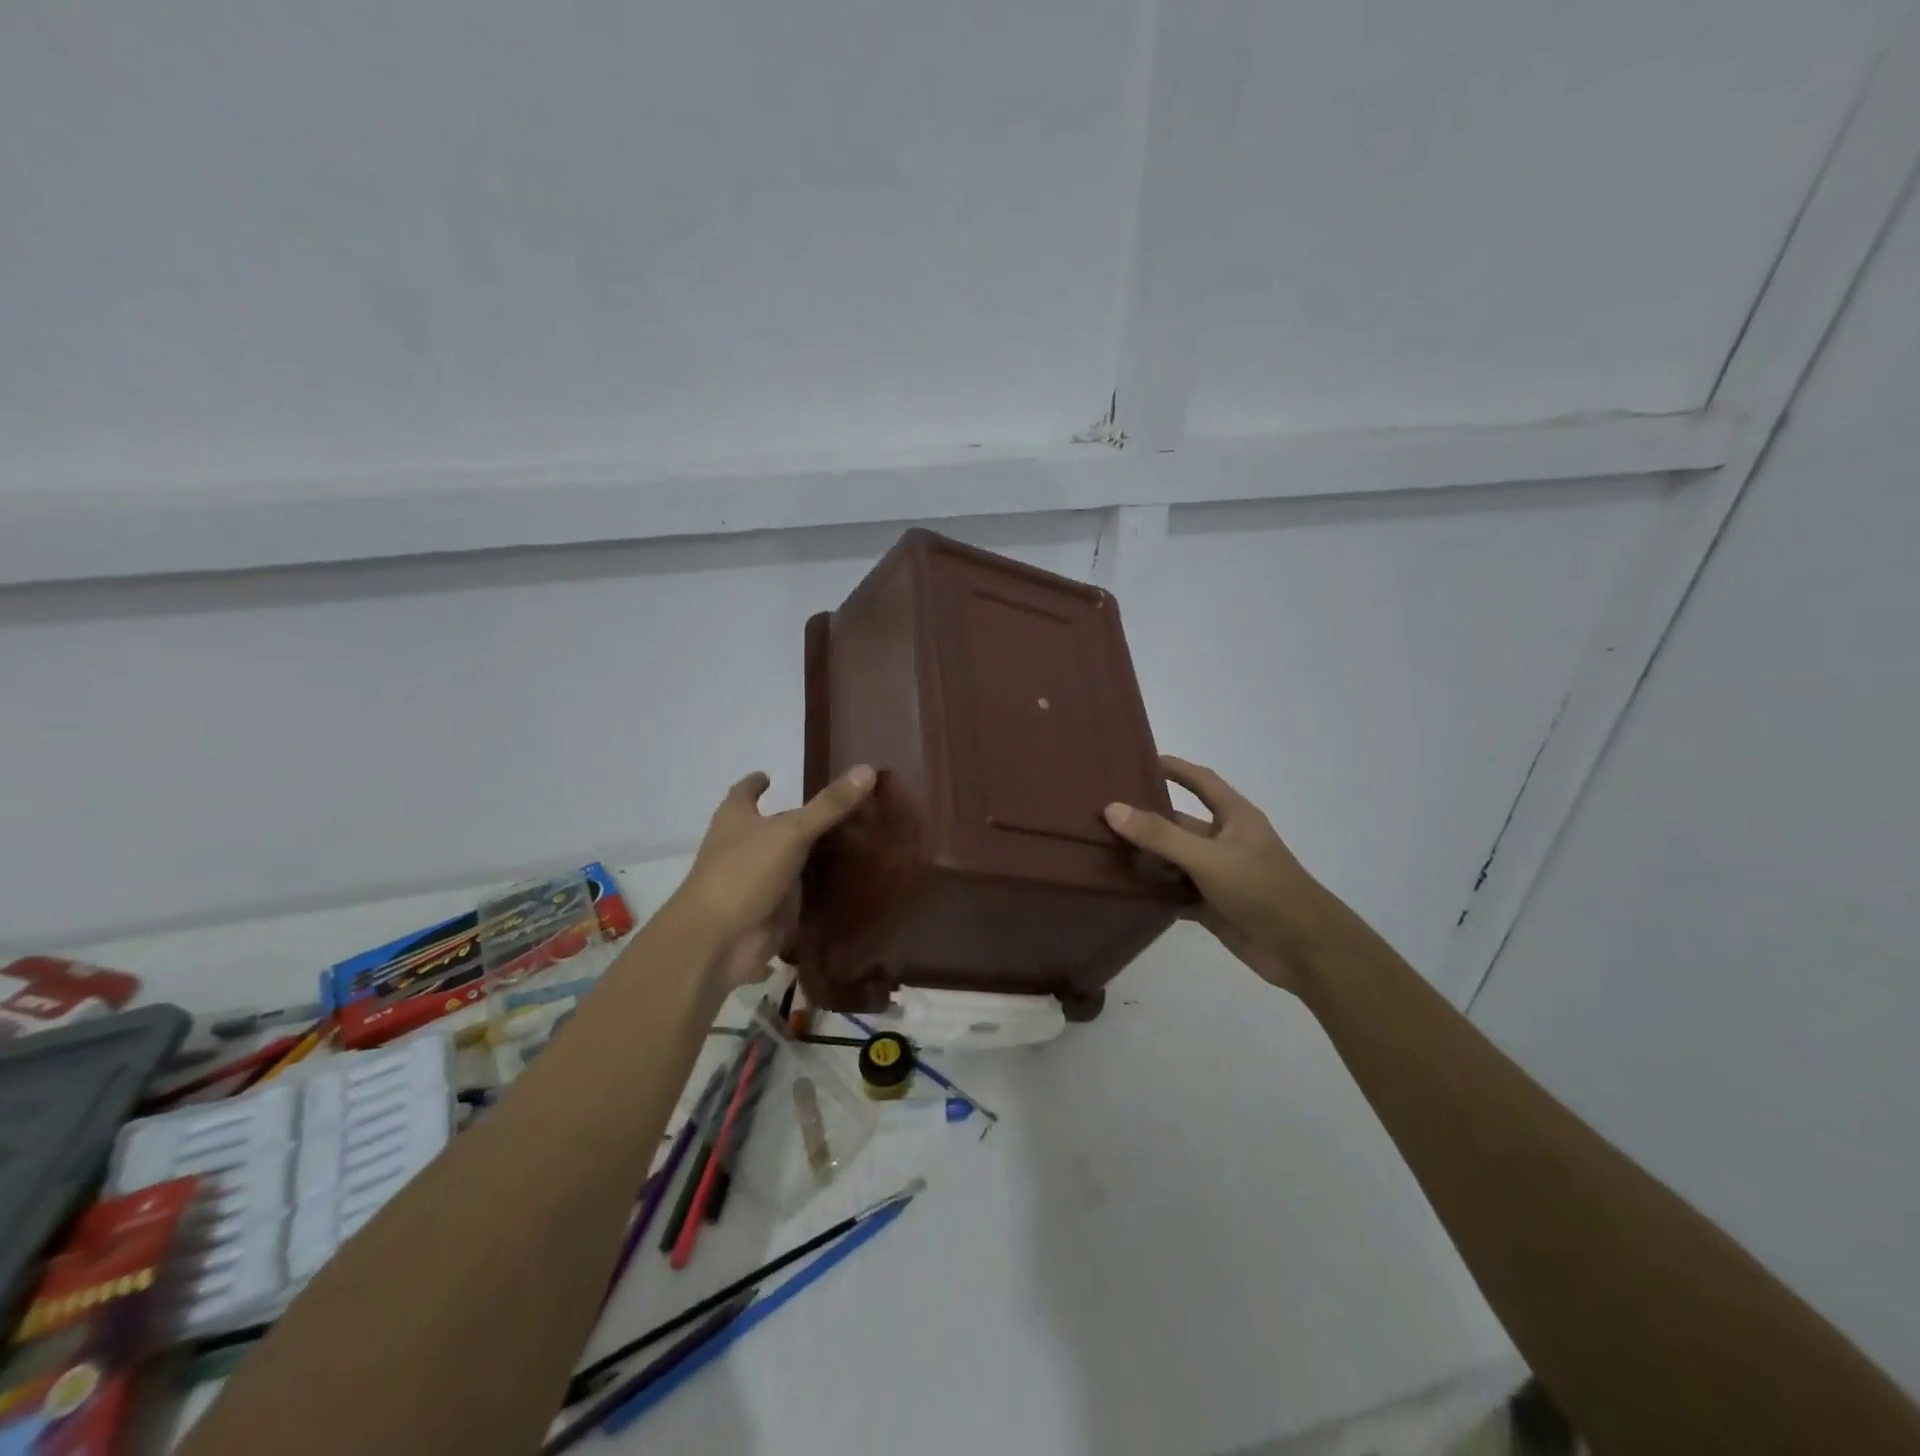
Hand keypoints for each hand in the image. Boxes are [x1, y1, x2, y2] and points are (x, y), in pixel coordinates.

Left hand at [673, 765, 876, 988]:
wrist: (719, 942)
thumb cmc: (744, 873)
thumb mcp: (791, 832)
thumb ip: (829, 805)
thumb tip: (867, 769)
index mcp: (735, 821)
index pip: (743, 793)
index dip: (755, 784)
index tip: (769, 775)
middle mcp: (741, 849)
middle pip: (769, 829)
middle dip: (794, 821)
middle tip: (835, 809)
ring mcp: (754, 884)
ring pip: (786, 864)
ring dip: (808, 858)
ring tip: (852, 844)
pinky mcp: (769, 914)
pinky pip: (797, 898)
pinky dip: (815, 893)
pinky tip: (845, 886)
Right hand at [1104, 756, 1333, 994]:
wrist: (1304, 950)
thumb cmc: (1261, 889)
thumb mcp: (1208, 857)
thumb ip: (1160, 835)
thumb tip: (1112, 808)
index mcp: (1234, 817)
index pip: (1200, 781)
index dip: (1174, 768)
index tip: (1138, 761)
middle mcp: (1224, 841)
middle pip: (1178, 823)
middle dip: (1145, 819)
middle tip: (1100, 813)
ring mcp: (1217, 875)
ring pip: (1173, 860)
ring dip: (1144, 858)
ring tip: (1100, 849)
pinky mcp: (1211, 906)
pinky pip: (1174, 892)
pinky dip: (1153, 891)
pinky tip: (1122, 889)